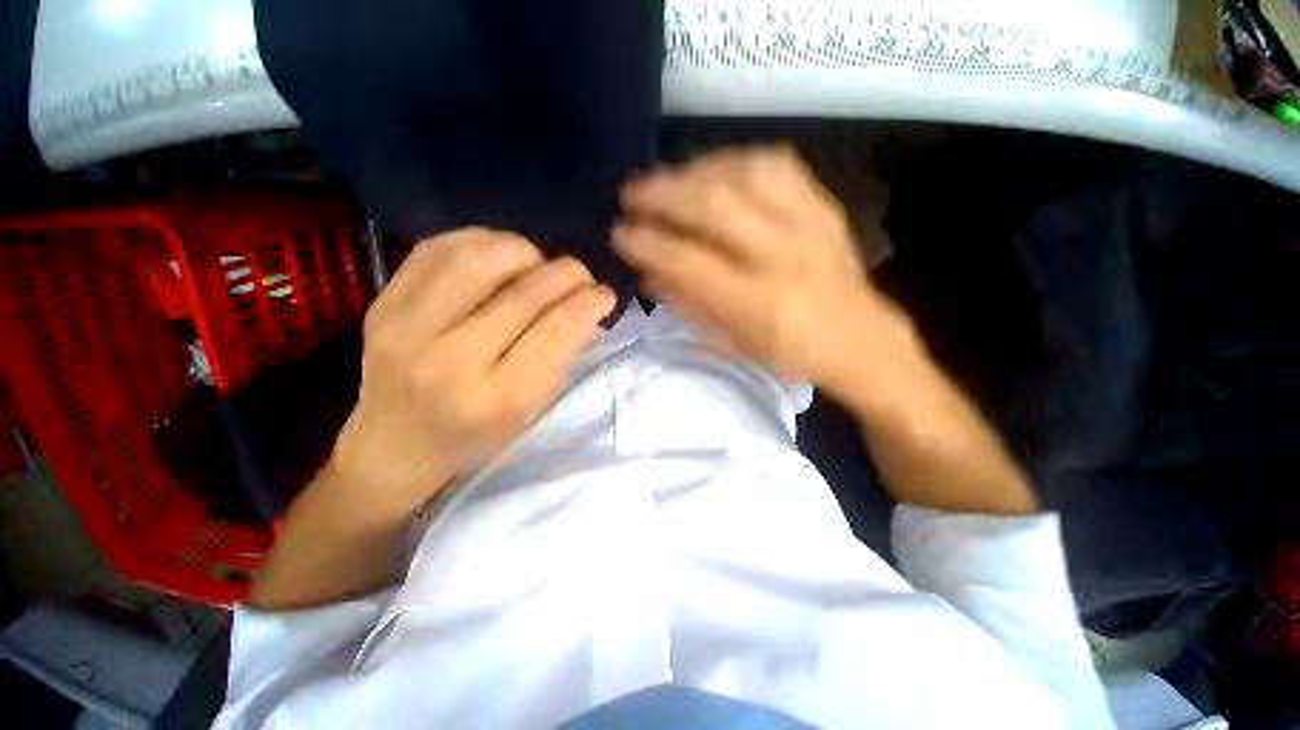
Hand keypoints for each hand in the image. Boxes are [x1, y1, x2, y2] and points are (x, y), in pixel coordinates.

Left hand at [333, 228, 614, 519]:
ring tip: (538, 261)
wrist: (394, 443)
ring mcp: (407, 328)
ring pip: (479, 261)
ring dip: (524, 251)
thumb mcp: (529, 409)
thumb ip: (562, 356)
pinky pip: (438, 250)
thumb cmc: (474, 435)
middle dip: (567, 273)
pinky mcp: (383, 304)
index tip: (605, 294)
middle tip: (581, 274)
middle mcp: (451, 361)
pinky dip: (481, 241)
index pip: (557, 330)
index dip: (589, 302)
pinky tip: (500, 253)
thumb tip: (589, 309)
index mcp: (498, 397)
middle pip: (525, 293)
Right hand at [616, 147, 1035, 514]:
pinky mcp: (823, 206)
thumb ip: (689, 304)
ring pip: (742, 174)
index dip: (647, 244)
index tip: (619, 233)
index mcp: (758, 304)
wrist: (859, 341)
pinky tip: (713, 170)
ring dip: (694, 172)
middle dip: (662, 195)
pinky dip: (734, 161)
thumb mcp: (733, 343)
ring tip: (666, 180)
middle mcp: (783, 258)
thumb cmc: (789, 353)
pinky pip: (775, 165)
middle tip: (630, 194)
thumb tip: (648, 272)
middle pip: (713, 207)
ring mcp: (808, 225)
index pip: (689, 262)